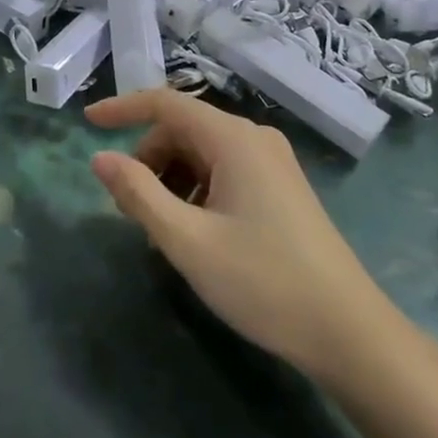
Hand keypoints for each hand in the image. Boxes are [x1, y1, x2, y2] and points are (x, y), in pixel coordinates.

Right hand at [87, 90, 379, 381]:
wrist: (350, 334)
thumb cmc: (263, 281)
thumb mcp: (188, 241)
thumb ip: (139, 194)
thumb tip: (100, 159)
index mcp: (233, 138)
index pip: (166, 103)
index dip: (123, 108)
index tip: (88, 122)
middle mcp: (254, 138)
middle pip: (184, 130)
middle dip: (149, 160)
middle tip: (129, 209)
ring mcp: (273, 163)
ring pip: (203, 153)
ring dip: (172, 179)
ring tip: (163, 230)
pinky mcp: (281, 188)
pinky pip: (225, 171)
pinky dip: (198, 190)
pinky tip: (197, 233)